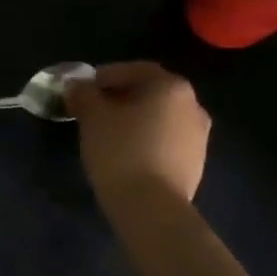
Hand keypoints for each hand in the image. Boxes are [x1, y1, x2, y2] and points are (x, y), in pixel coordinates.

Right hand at [66, 61, 210, 211]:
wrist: (151, 206)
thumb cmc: (120, 151)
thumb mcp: (92, 117)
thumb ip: (83, 94)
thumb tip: (77, 85)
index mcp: (170, 86)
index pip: (134, 69)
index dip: (104, 76)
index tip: (82, 90)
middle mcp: (192, 105)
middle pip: (149, 92)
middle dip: (120, 97)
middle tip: (92, 111)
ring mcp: (199, 135)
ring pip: (159, 117)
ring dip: (134, 119)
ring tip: (107, 135)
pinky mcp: (195, 162)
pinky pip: (165, 140)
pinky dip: (146, 139)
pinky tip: (125, 155)